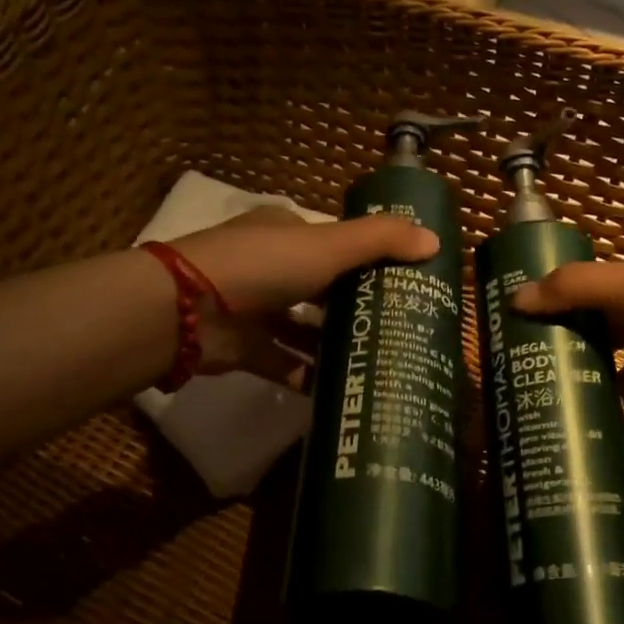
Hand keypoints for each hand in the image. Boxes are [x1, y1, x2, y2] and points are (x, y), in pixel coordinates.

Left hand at [172, 206, 436, 384]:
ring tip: (376, 360)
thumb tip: (436, 242)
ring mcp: (253, 309)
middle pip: (321, 287)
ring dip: (332, 343)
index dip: (368, 258)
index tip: (403, 282)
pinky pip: (283, 363)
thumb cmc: (264, 265)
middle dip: (354, 305)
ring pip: (302, 327)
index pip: (334, 243)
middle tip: (397, 327)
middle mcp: (269, 267)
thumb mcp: (329, 245)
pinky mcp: (244, 348)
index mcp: (287, 233)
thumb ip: (381, 241)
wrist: (187, 310)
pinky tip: (339, 389)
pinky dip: (306, 375)